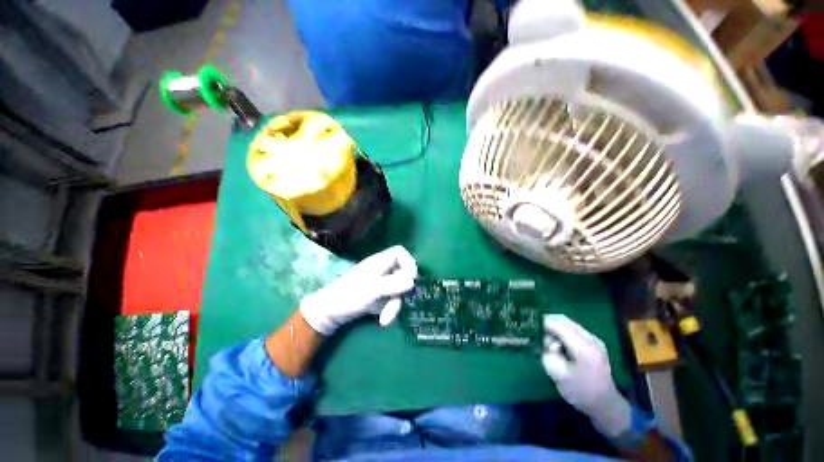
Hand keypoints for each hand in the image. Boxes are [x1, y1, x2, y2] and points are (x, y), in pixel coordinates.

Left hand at [299, 246, 417, 334]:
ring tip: (386, 318)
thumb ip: (394, 283)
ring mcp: (380, 283)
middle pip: (403, 273)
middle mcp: (382, 270)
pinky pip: (391, 299)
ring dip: (395, 304)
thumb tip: (413, 281)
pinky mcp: (378, 296)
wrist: (329, 312)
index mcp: (380, 262)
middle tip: (402, 299)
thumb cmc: (349, 295)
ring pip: (398, 289)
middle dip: (402, 290)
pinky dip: (390, 309)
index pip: (400, 252)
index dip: (409, 262)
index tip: (412, 277)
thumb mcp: (373, 289)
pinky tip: (383, 320)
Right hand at [541, 315, 630, 436]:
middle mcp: (591, 339)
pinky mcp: (593, 344)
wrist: (606, 406)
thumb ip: (547, 354)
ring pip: (568, 324)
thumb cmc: (581, 392)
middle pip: (564, 320)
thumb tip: (543, 342)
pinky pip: (573, 331)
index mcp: (583, 347)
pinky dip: (562, 334)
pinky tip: (558, 346)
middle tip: (535, 331)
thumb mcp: (558, 375)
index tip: (529, 323)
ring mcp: (594, 340)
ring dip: (555, 330)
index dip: (543, 322)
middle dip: (548, 323)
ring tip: (548, 344)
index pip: (559, 325)